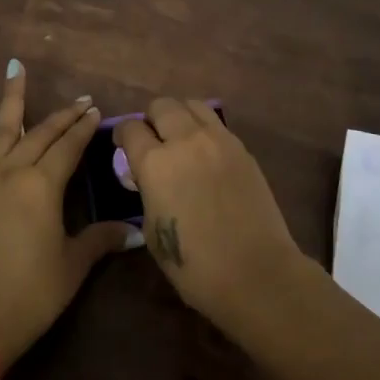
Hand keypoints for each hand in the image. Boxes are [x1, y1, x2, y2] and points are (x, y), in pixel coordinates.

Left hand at [0, 62, 135, 367]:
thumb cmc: (32, 293)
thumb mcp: (73, 266)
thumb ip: (101, 239)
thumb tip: (135, 230)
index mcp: (44, 186)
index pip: (70, 146)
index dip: (84, 128)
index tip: (96, 111)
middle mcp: (14, 170)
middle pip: (42, 134)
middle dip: (64, 116)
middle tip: (80, 101)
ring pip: (2, 128)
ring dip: (12, 97)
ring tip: (16, 66)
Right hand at [113, 97, 303, 331]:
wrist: (257, 273)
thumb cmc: (195, 265)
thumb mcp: (152, 230)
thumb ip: (147, 191)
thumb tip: (146, 177)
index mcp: (155, 163)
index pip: (131, 128)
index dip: (123, 135)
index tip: (123, 145)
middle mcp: (185, 141)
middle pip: (161, 106)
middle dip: (151, 119)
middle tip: (153, 139)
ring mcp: (218, 141)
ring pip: (192, 105)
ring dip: (180, 116)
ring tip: (180, 137)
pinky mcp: (242, 149)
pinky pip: (216, 124)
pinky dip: (204, 129)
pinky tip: (205, 153)